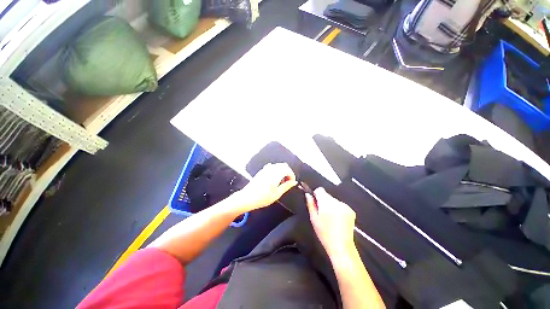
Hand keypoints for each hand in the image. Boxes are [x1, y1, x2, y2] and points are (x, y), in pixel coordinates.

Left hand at [233, 163, 296, 212]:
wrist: (247, 198)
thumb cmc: (263, 198)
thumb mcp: (277, 194)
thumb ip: (286, 186)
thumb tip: (293, 182)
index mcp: (275, 174)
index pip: (287, 169)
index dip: (292, 175)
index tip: (292, 183)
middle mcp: (271, 169)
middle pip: (283, 165)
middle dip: (288, 172)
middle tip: (288, 182)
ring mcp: (265, 169)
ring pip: (277, 166)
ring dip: (282, 171)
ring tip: (281, 182)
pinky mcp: (261, 171)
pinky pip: (272, 167)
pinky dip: (276, 171)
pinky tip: (274, 180)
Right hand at [306, 188, 356, 258]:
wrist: (341, 246)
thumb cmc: (325, 233)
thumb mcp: (313, 218)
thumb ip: (310, 204)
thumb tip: (308, 195)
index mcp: (326, 203)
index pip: (320, 190)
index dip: (316, 194)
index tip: (315, 202)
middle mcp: (337, 202)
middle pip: (327, 195)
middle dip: (323, 201)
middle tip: (322, 213)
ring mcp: (345, 206)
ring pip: (334, 200)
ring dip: (331, 205)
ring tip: (330, 218)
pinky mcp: (351, 211)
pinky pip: (341, 205)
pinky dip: (338, 209)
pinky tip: (337, 220)